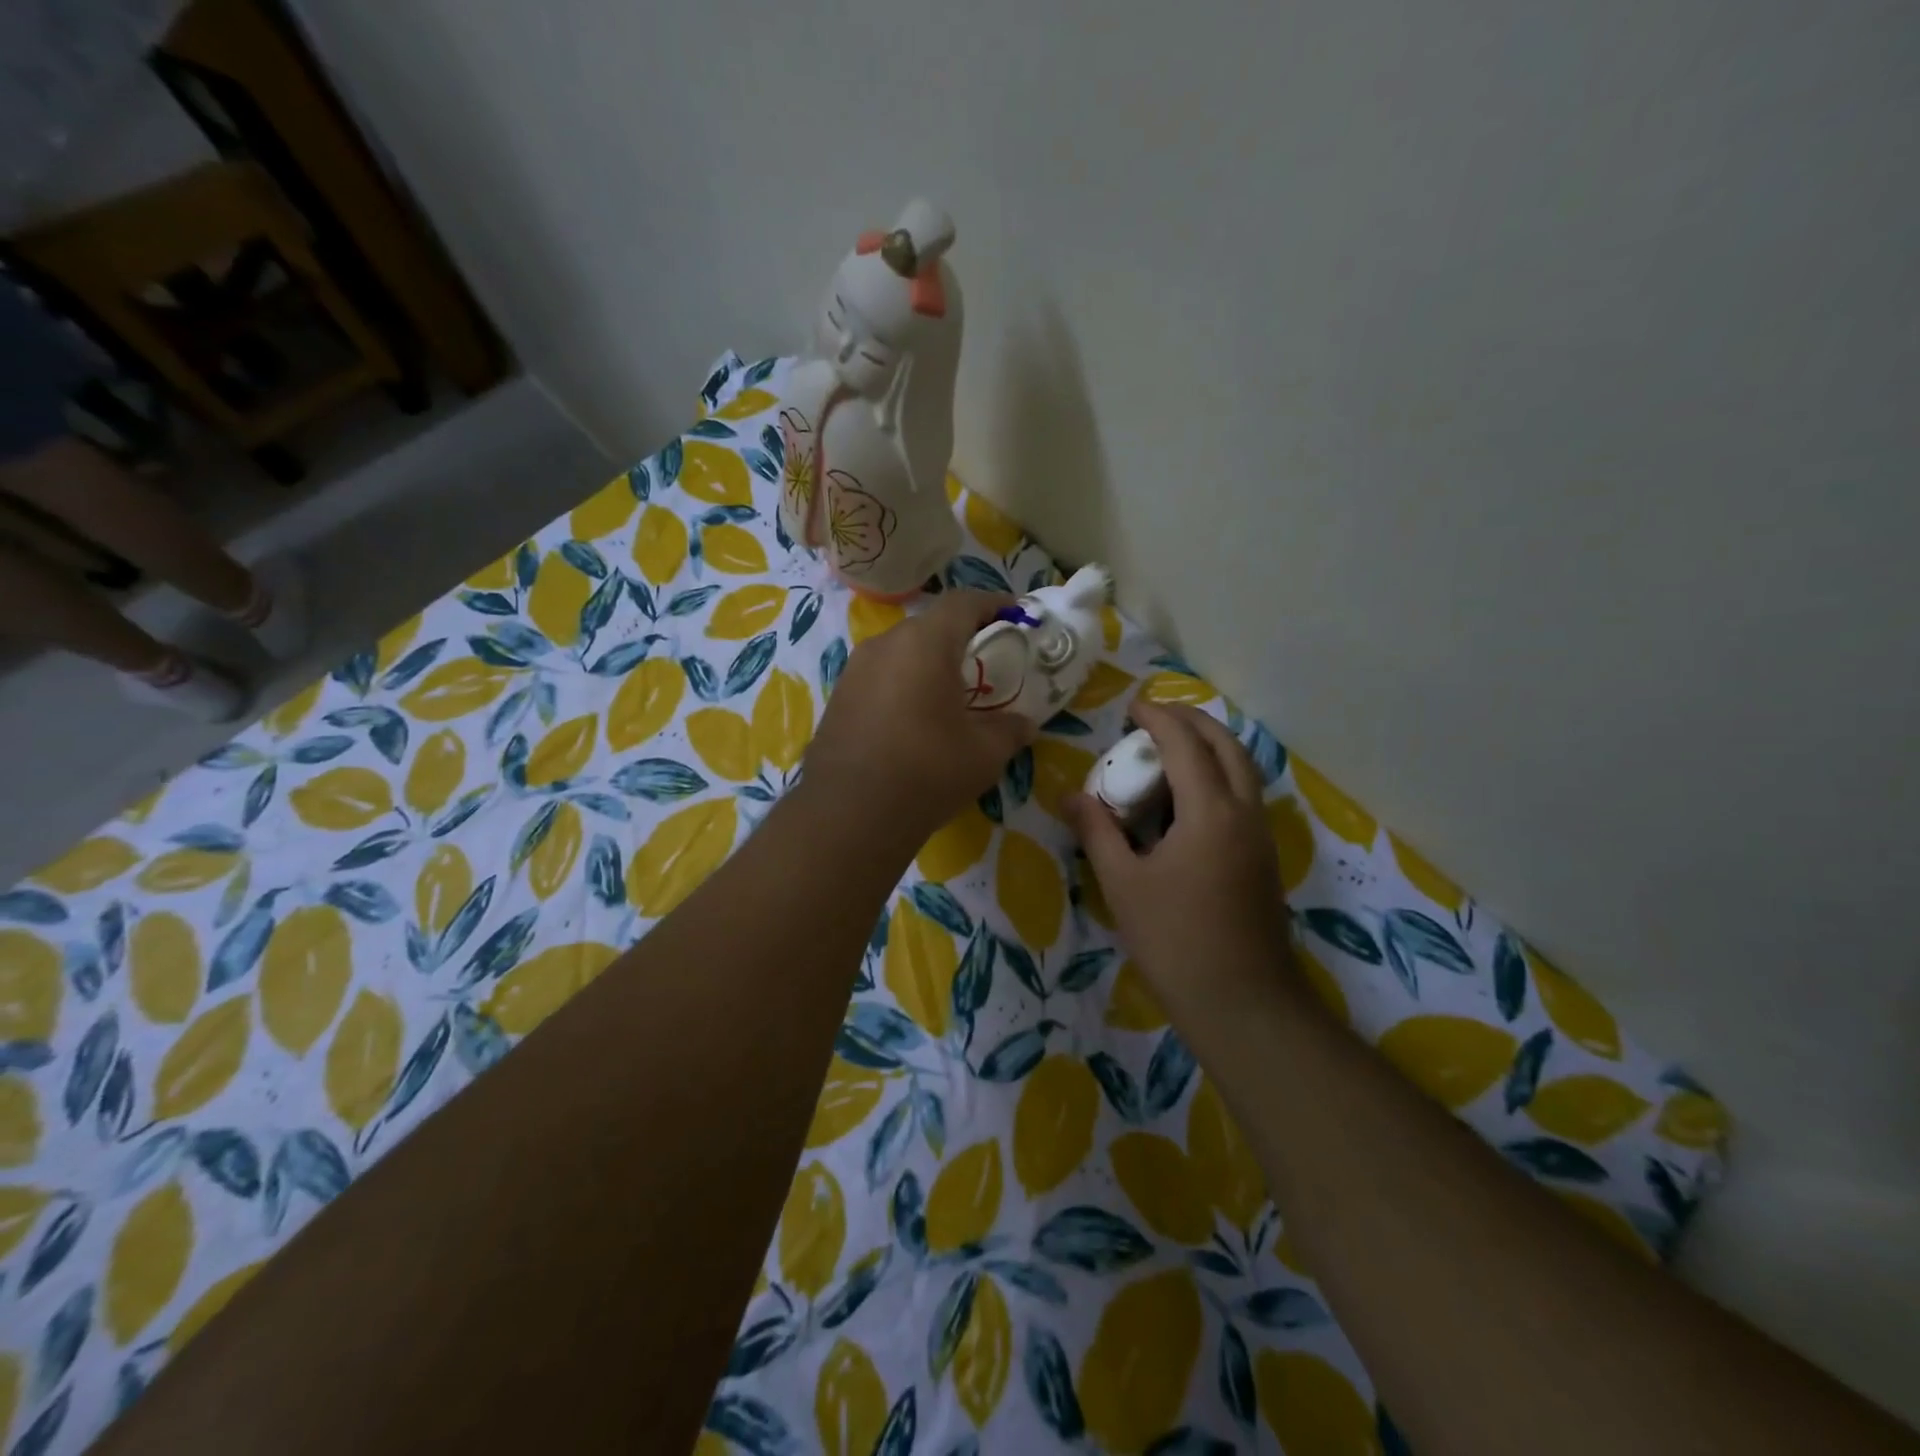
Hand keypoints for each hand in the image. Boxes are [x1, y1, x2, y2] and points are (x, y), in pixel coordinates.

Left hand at [804, 590, 1035, 848]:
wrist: (848, 813)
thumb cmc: (927, 771)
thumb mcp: (984, 753)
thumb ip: (1010, 729)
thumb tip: (1024, 724)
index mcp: (925, 643)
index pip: (963, 602)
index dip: (994, 603)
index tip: (1016, 617)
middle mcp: (885, 644)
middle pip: (930, 626)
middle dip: (962, 637)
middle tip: (987, 663)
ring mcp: (855, 670)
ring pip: (902, 652)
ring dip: (929, 664)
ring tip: (952, 694)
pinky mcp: (838, 698)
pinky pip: (881, 677)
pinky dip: (904, 685)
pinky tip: (915, 720)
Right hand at [1063, 701, 1293, 1011]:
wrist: (1241, 1001)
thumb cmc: (1174, 940)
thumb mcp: (1123, 883)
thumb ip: (1097, 832)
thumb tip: (1071, 797)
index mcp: (1210, 812)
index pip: (1186, 745)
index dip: (1158, 718)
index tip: (1132, 706)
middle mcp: (1244, 812)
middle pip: (1228, 744)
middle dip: (1193, 721)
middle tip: (1155, 718)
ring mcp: (1261, 835)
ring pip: (1243, 769)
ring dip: (1210, 746)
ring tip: (1171, 750)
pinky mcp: (1264, 857)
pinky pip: (1244, 795)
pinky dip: (1219, 775)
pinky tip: (1187, 799)